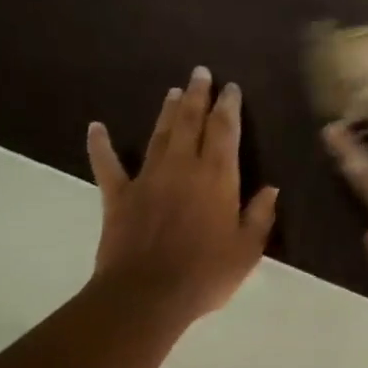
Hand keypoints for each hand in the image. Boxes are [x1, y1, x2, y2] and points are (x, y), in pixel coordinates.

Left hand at [87, 67, 277, 322]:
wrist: (148, 294)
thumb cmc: (206, 273)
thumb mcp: (247, 249)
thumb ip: (259, 215)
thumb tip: (271, 188)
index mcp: (217, 178)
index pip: (224, 132)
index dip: (228, 107)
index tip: (230, 88)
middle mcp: (183, 168)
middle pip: (190, 123)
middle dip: (197, 96)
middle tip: (200, 73)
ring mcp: (147, 178)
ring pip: (159, 135)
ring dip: (167, 111)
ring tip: (173, 91)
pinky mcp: (118, 195)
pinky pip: (107, 164)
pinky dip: (101, 145)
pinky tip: (96, 127)